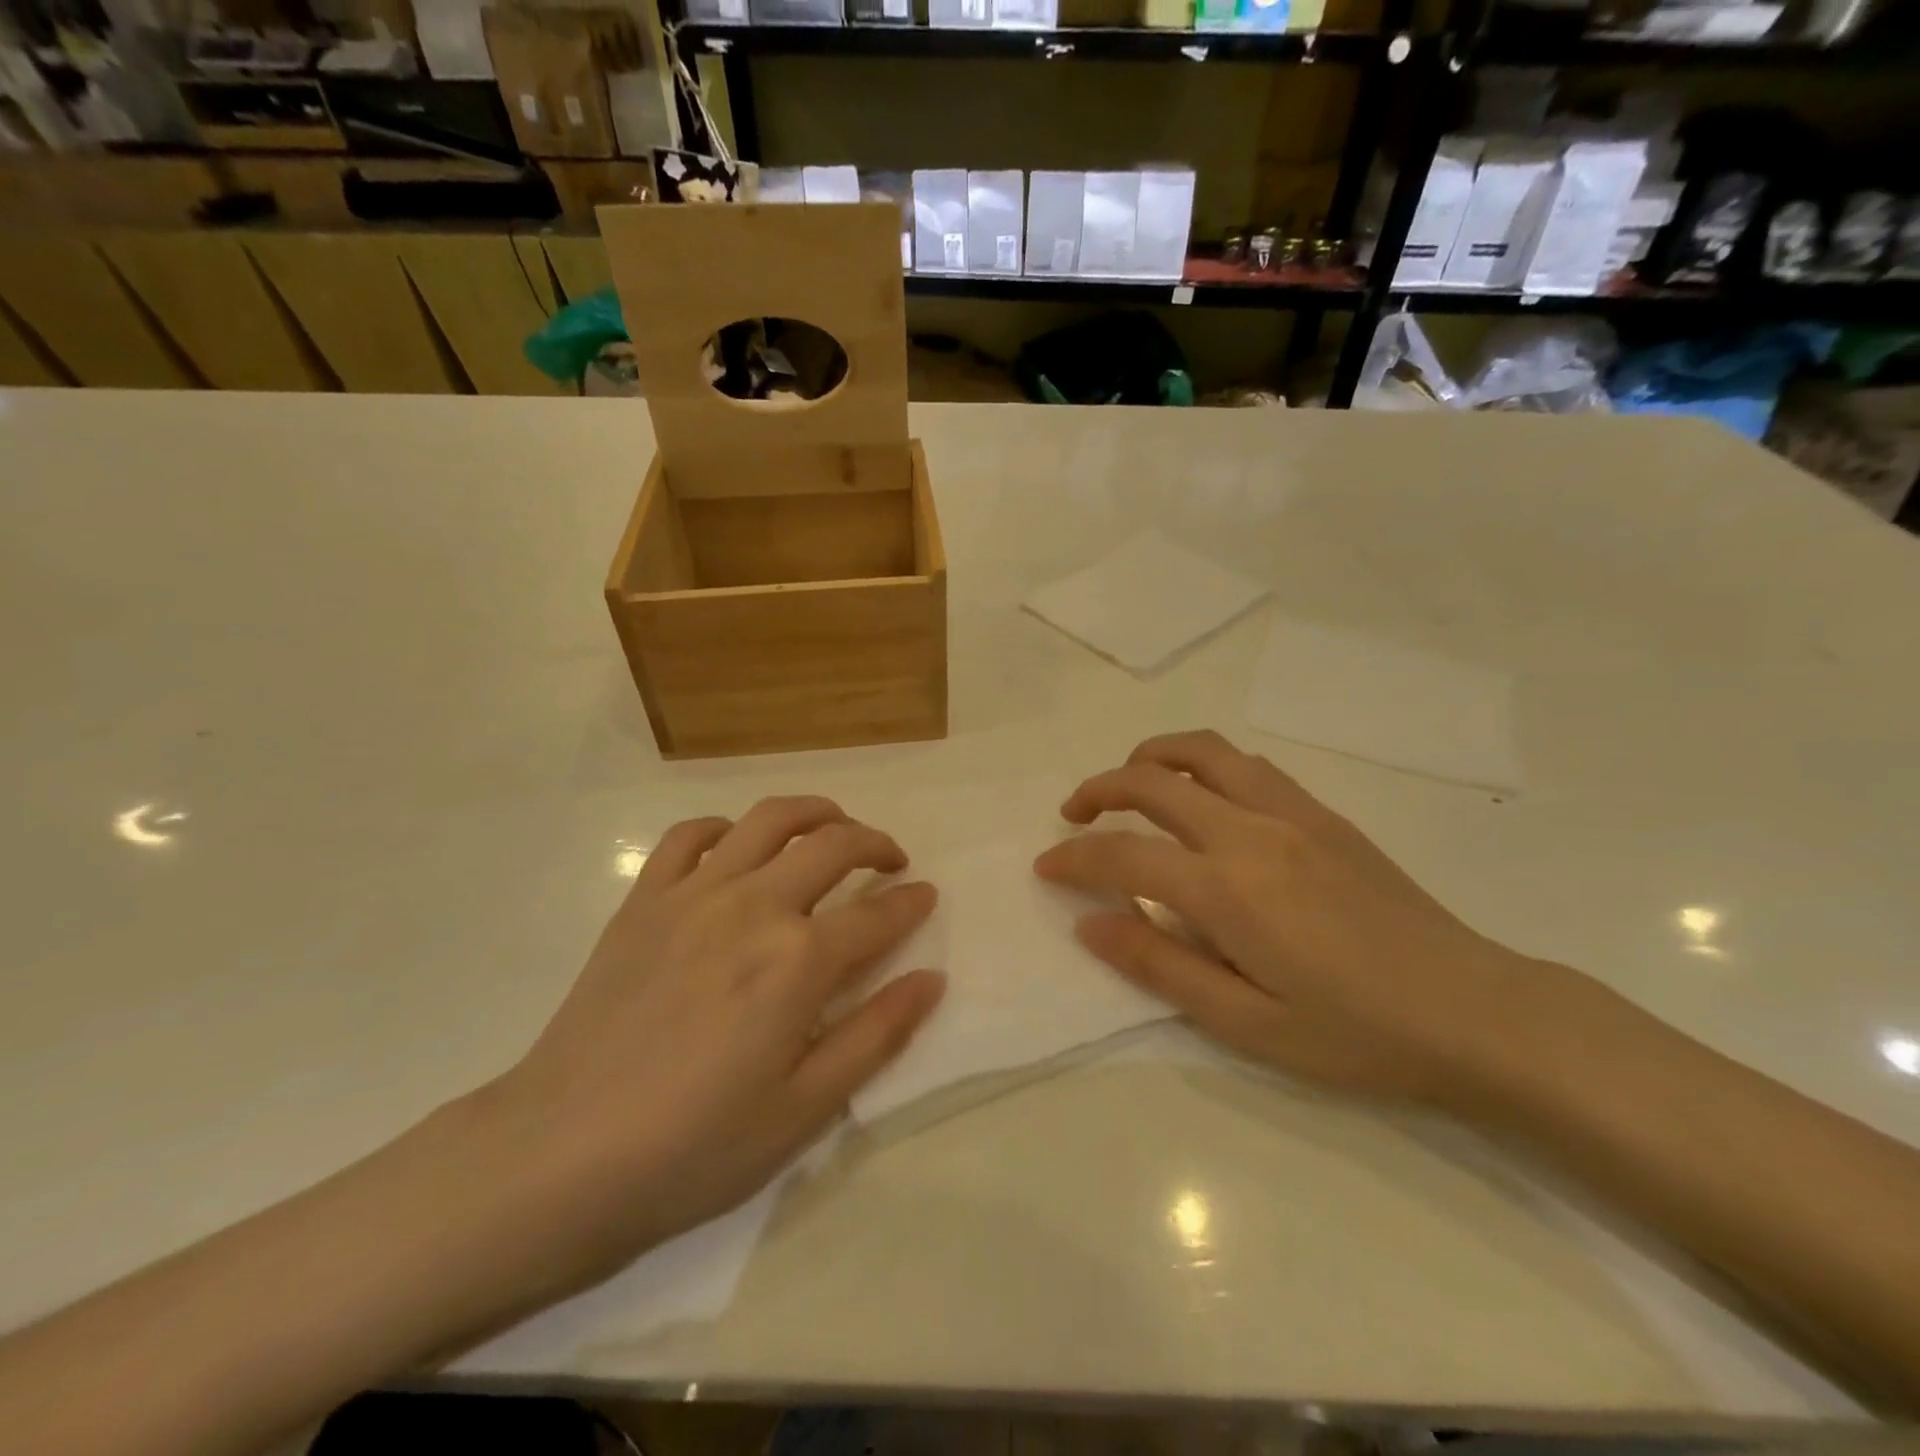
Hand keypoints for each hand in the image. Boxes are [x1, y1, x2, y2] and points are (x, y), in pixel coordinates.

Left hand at [484, 797, 944, 1293]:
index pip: (877, 914)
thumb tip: (931, 979)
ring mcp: (694, 893)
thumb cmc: (695, 1146)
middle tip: (891, 861)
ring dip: (815, 813)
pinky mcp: (644, 899)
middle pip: (832, 844)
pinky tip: (737, 848)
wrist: (560, 1156)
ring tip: (833, 827)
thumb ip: (876, 1033)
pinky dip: (726, 828)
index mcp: (799, 959)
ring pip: (768, 819)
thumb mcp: (805, 1108)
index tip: (926, 896)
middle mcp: (754, 905)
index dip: (910, 902)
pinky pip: (689, 835)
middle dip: (875, 843)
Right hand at [1034, 730, 1541, 1106]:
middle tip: (1073, 814)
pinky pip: (1249, 765)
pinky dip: (1204, 764)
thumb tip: (1089, 922)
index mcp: (1227, 889)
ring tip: (1128, 781)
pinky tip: (1201, 796)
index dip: (1074, 858)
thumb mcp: (1246, 1023)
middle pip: (1152, 782)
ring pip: (1203, 752)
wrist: (1473, 1012)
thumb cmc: (1355, 1032)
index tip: (1047, 868)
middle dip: (1099, 790)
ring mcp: (1291, 814)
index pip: (1123, 854)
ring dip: (1151, 757)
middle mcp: (1251, 832)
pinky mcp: (1323, 814)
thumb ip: (1159, 964)